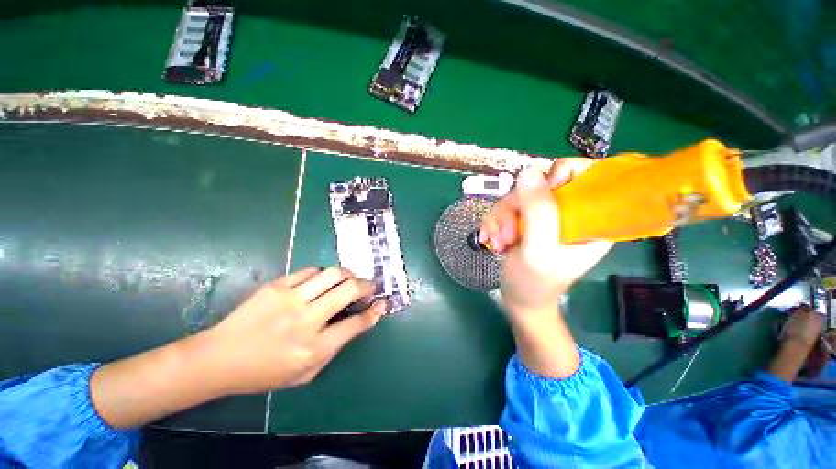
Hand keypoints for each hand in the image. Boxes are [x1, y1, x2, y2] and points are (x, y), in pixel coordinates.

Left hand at [203, 267, 386, 394]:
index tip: (382, 303)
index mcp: (314, 348)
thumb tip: (354, 323)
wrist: (220, 358)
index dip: (374, 312)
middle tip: (370, 286)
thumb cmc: (265, 372)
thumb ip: (333, 349)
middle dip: (367, 285)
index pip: (356, 324)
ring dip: (348, 274)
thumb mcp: (305, 374)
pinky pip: (309, 271)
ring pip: (332, 275)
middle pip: (349, 291)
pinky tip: (322, 279)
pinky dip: (322, 274)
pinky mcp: (276, 286)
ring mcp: (291, 300)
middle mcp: (306, 320)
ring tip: (350, 278)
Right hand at [479, 159, 611, 315]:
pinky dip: (494, 224)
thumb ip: (538, 213)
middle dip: (516, 208)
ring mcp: (542, 216)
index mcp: (589, 219)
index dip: (561, 173)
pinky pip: (503, 208)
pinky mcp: (523, 221)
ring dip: (501, 219)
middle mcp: (567, 213)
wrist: (518, 299)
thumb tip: (529, 171)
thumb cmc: (535, 283)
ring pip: (516, 197)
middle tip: (509, 234)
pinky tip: (492, 241)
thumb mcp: (539, 250)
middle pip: (539, 185)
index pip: (587, 175)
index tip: (538, 190)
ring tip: (500, 243)